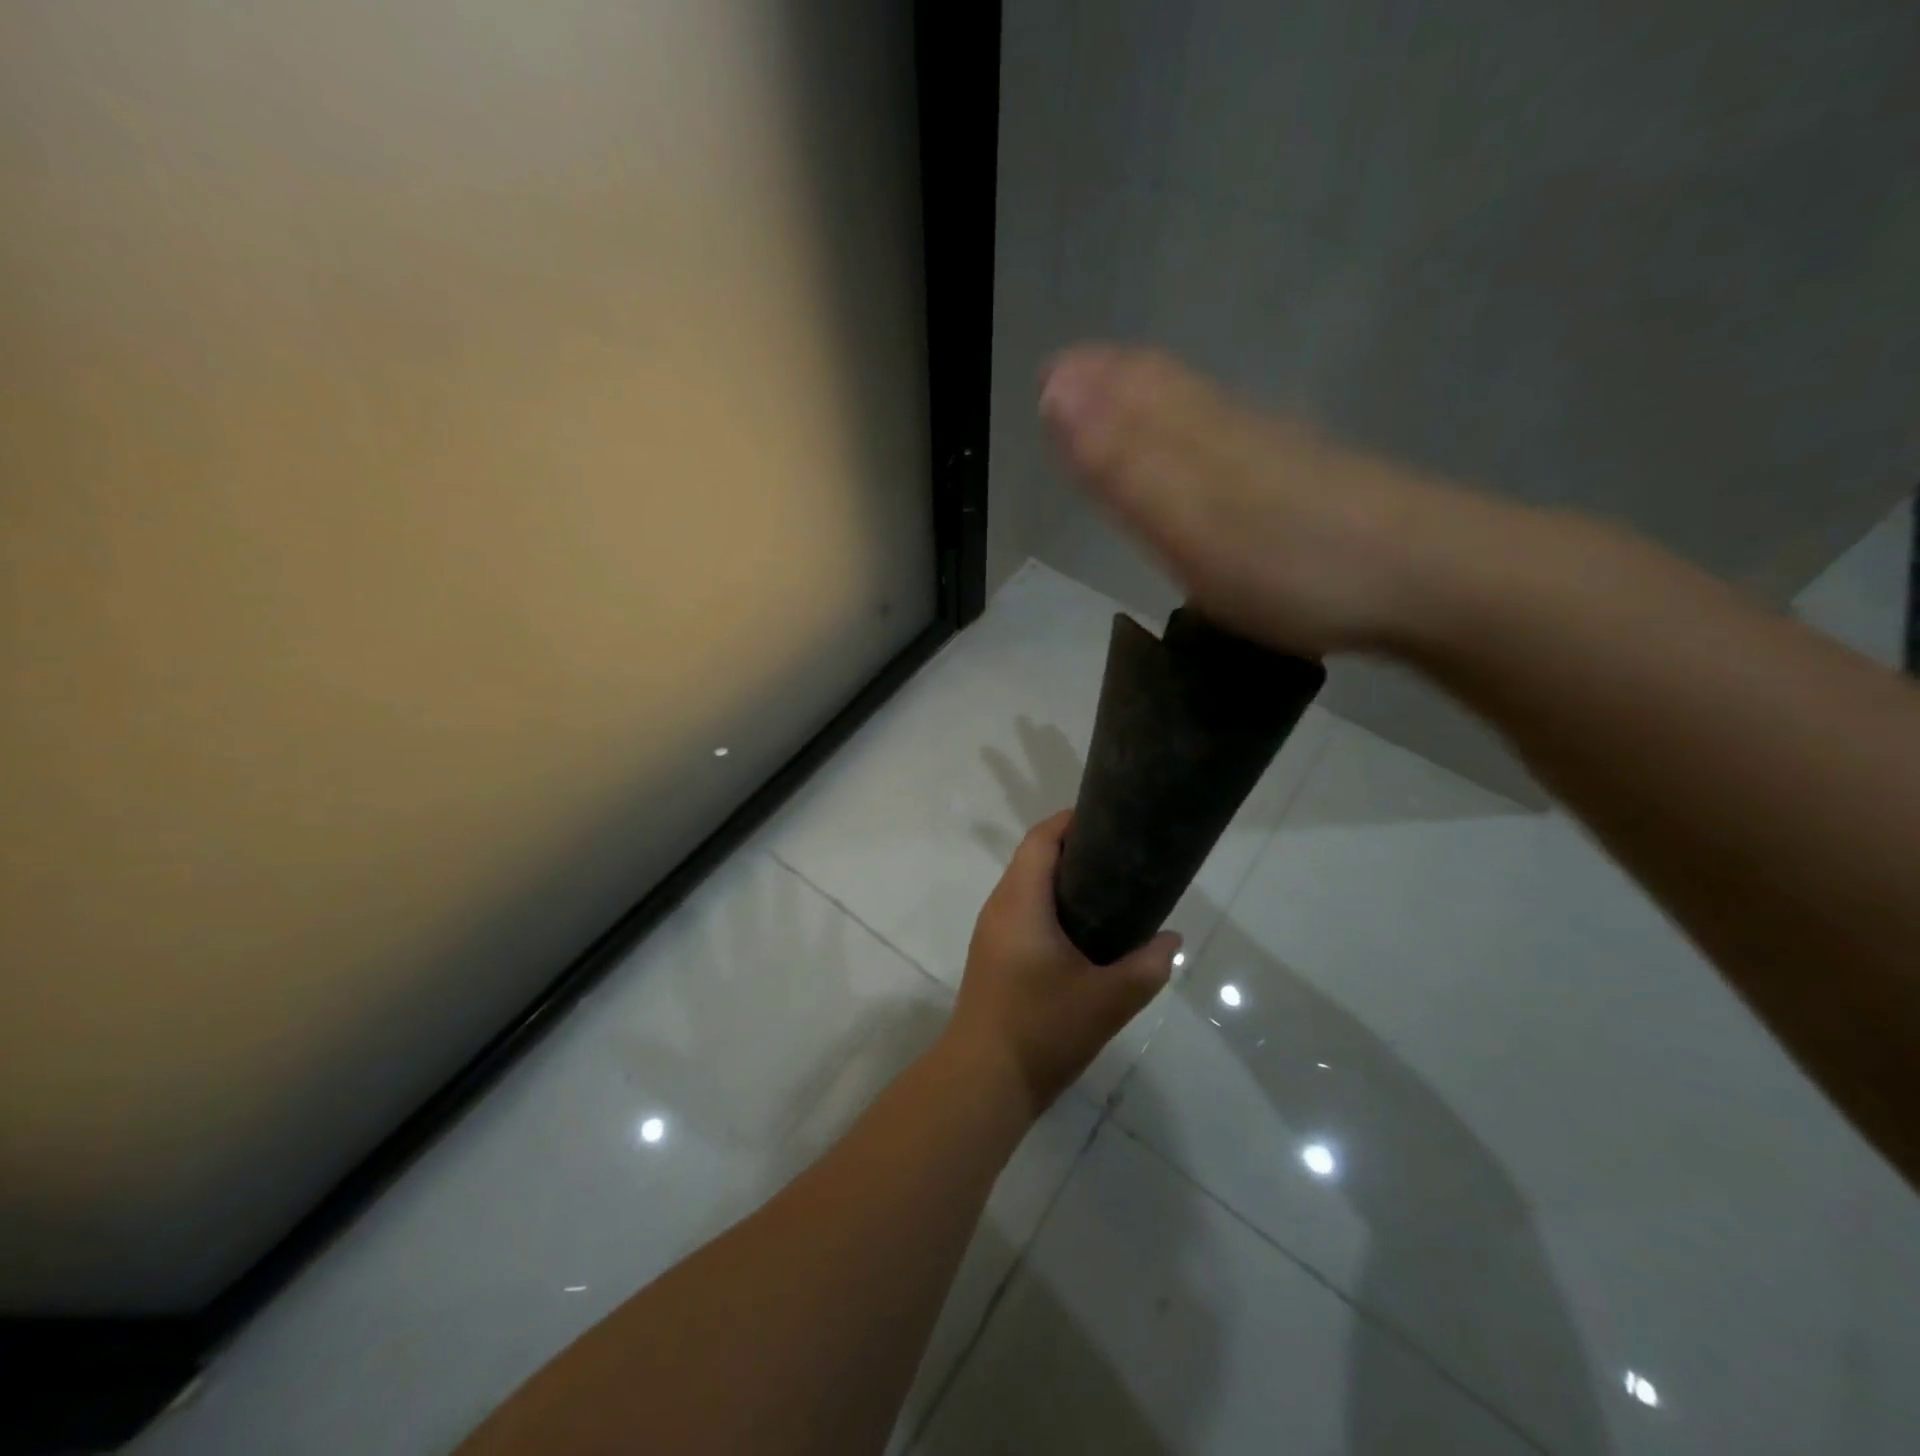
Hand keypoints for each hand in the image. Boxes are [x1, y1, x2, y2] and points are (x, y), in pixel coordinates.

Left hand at [948, 811, 1180, 1115]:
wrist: (984, 1080)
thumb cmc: (1043, 1030)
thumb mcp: (1108, 1000)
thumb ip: (1147, 966)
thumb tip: (1171, 940)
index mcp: (1020, 902)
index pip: (1041, 840)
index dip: (1072, 822)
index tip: (1110, 822)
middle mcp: (1000, 907)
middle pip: (1033, 858)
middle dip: (1073, 850)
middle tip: (1120, 858)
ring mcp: (991, 931)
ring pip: (1026, 886)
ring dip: (1061, 880)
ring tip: (1108, 889)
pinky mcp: (992, 954)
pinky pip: (1021, 910)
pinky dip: (1049, 905)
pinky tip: (1081, 930)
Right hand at [1039, 344, 1448, 657]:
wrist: (1424, 578)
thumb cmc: (1288, 560)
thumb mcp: (1187, 519)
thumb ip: (1121, 463)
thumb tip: (1055, 389)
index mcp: (1197, 434)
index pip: (1130, 387)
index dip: (1087, 379)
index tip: (1046, 376)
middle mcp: (1234, 428)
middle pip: (1166, 388)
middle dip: (1115, 381)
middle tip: (1075, 379)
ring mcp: (1276, 452)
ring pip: (1200, 410)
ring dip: (1153, 402)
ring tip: (1123, 402)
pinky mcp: (1307, 481)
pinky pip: (1233, 440)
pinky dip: (1199, 431)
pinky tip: (1206, 445)